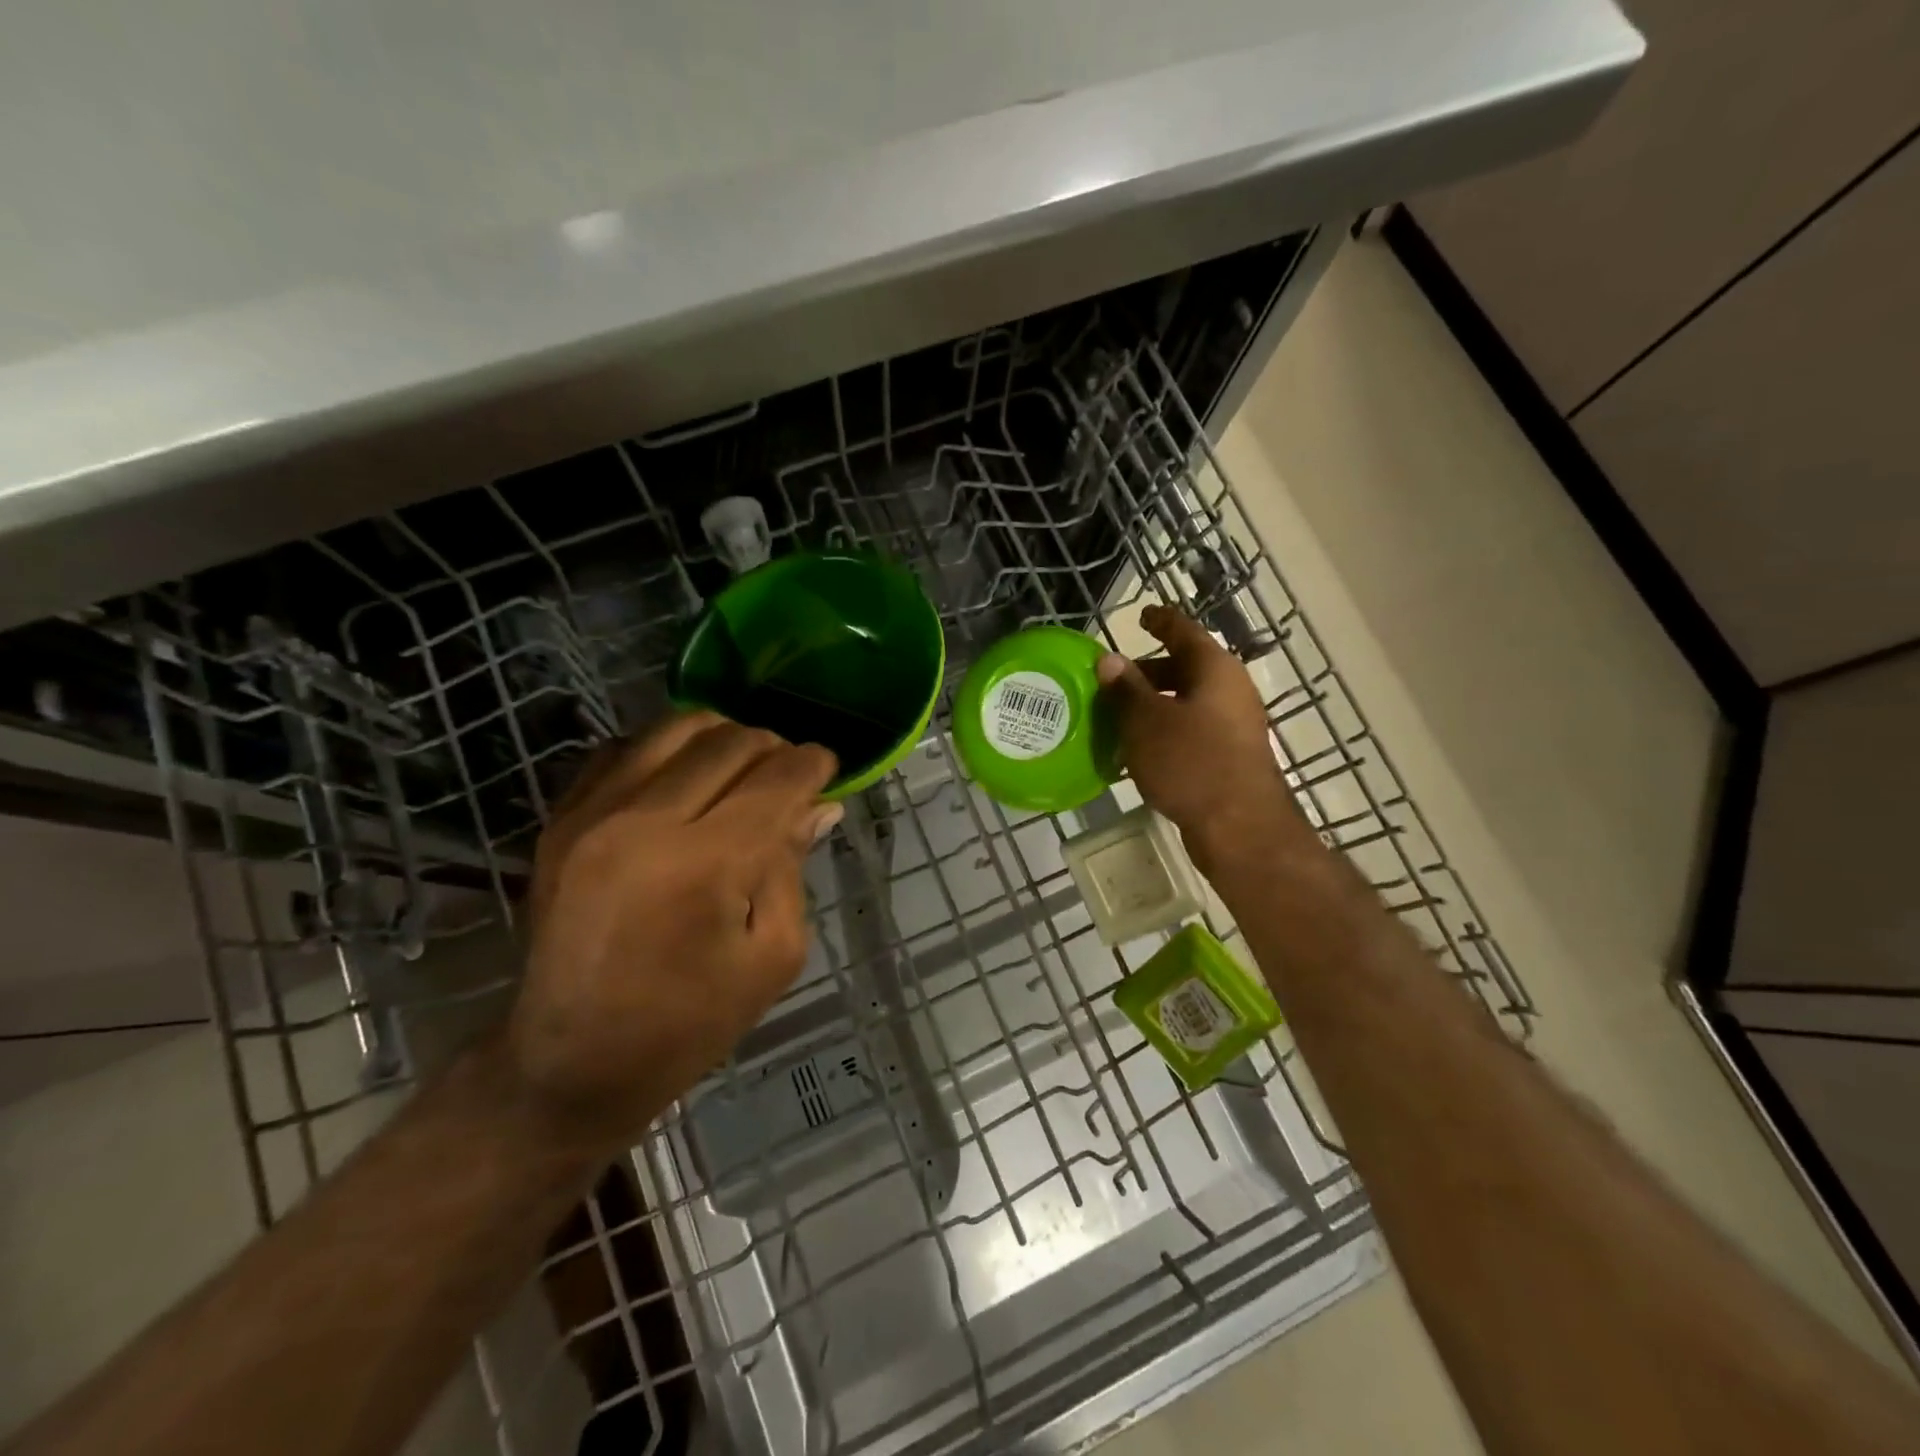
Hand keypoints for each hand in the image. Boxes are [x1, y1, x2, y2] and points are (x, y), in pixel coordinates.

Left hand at [505, 714, 839, 1154]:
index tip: (826, 770)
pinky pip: (624, 748)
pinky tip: (682, 783)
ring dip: (722, 738)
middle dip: (774, 749)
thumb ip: (792, 866)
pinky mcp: (560, 819)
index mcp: (705, 864)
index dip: (814, 764)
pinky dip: (667, 751)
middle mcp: (644, 821)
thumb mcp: (773, 955)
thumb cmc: (689, 1022)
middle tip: (785, 779)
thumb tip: (817, 805)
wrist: (571, 1062)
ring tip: (738, 772)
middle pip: (731, 741)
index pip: (778, 778)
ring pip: (677, 728)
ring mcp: (592, 814)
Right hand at [1096, 606, 1295, 862]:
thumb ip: (1126, 689)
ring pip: (1188, 703)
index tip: (1142, 615)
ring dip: (1154, 705)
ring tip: (1118, 717)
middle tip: (1114, 680)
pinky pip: (1193, 731)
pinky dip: (1166, 731)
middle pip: (1186, 668)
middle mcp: (1230, 690)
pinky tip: (1140, 750)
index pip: (1184, 631)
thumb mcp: (1146, 722)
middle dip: (1148, 672)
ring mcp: (1234, 725)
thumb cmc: (1191, 762)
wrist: (1240, 827)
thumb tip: (1109, 660)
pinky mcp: (1231, 757)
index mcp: (1214, 669)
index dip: (1161, 621)